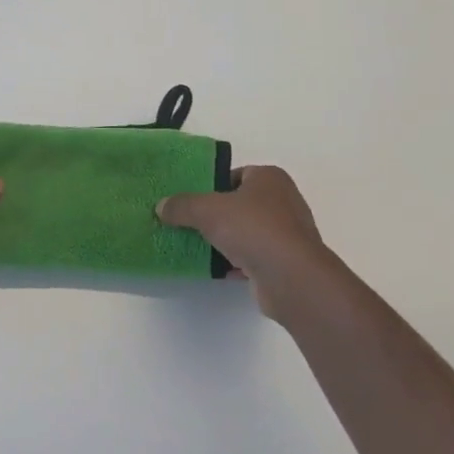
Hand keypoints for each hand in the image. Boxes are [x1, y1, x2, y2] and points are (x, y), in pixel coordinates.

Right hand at [157, 166, 336, 321]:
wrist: (292, 278)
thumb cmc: (253, 229)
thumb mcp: (206, 210)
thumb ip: (182, 205)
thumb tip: (162, 206)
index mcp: (270, 178)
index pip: (235, 175)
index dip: (211, 185)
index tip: (191, 200)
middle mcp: (283, 201)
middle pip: (239, 204)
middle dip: (216, 215)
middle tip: (188, 223)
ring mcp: (287, 234)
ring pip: (246, 232)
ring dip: (225, 240)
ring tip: (196, 246)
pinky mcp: (286, 262)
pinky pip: (253, 256)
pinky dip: (235, 261)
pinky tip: (215, 268)